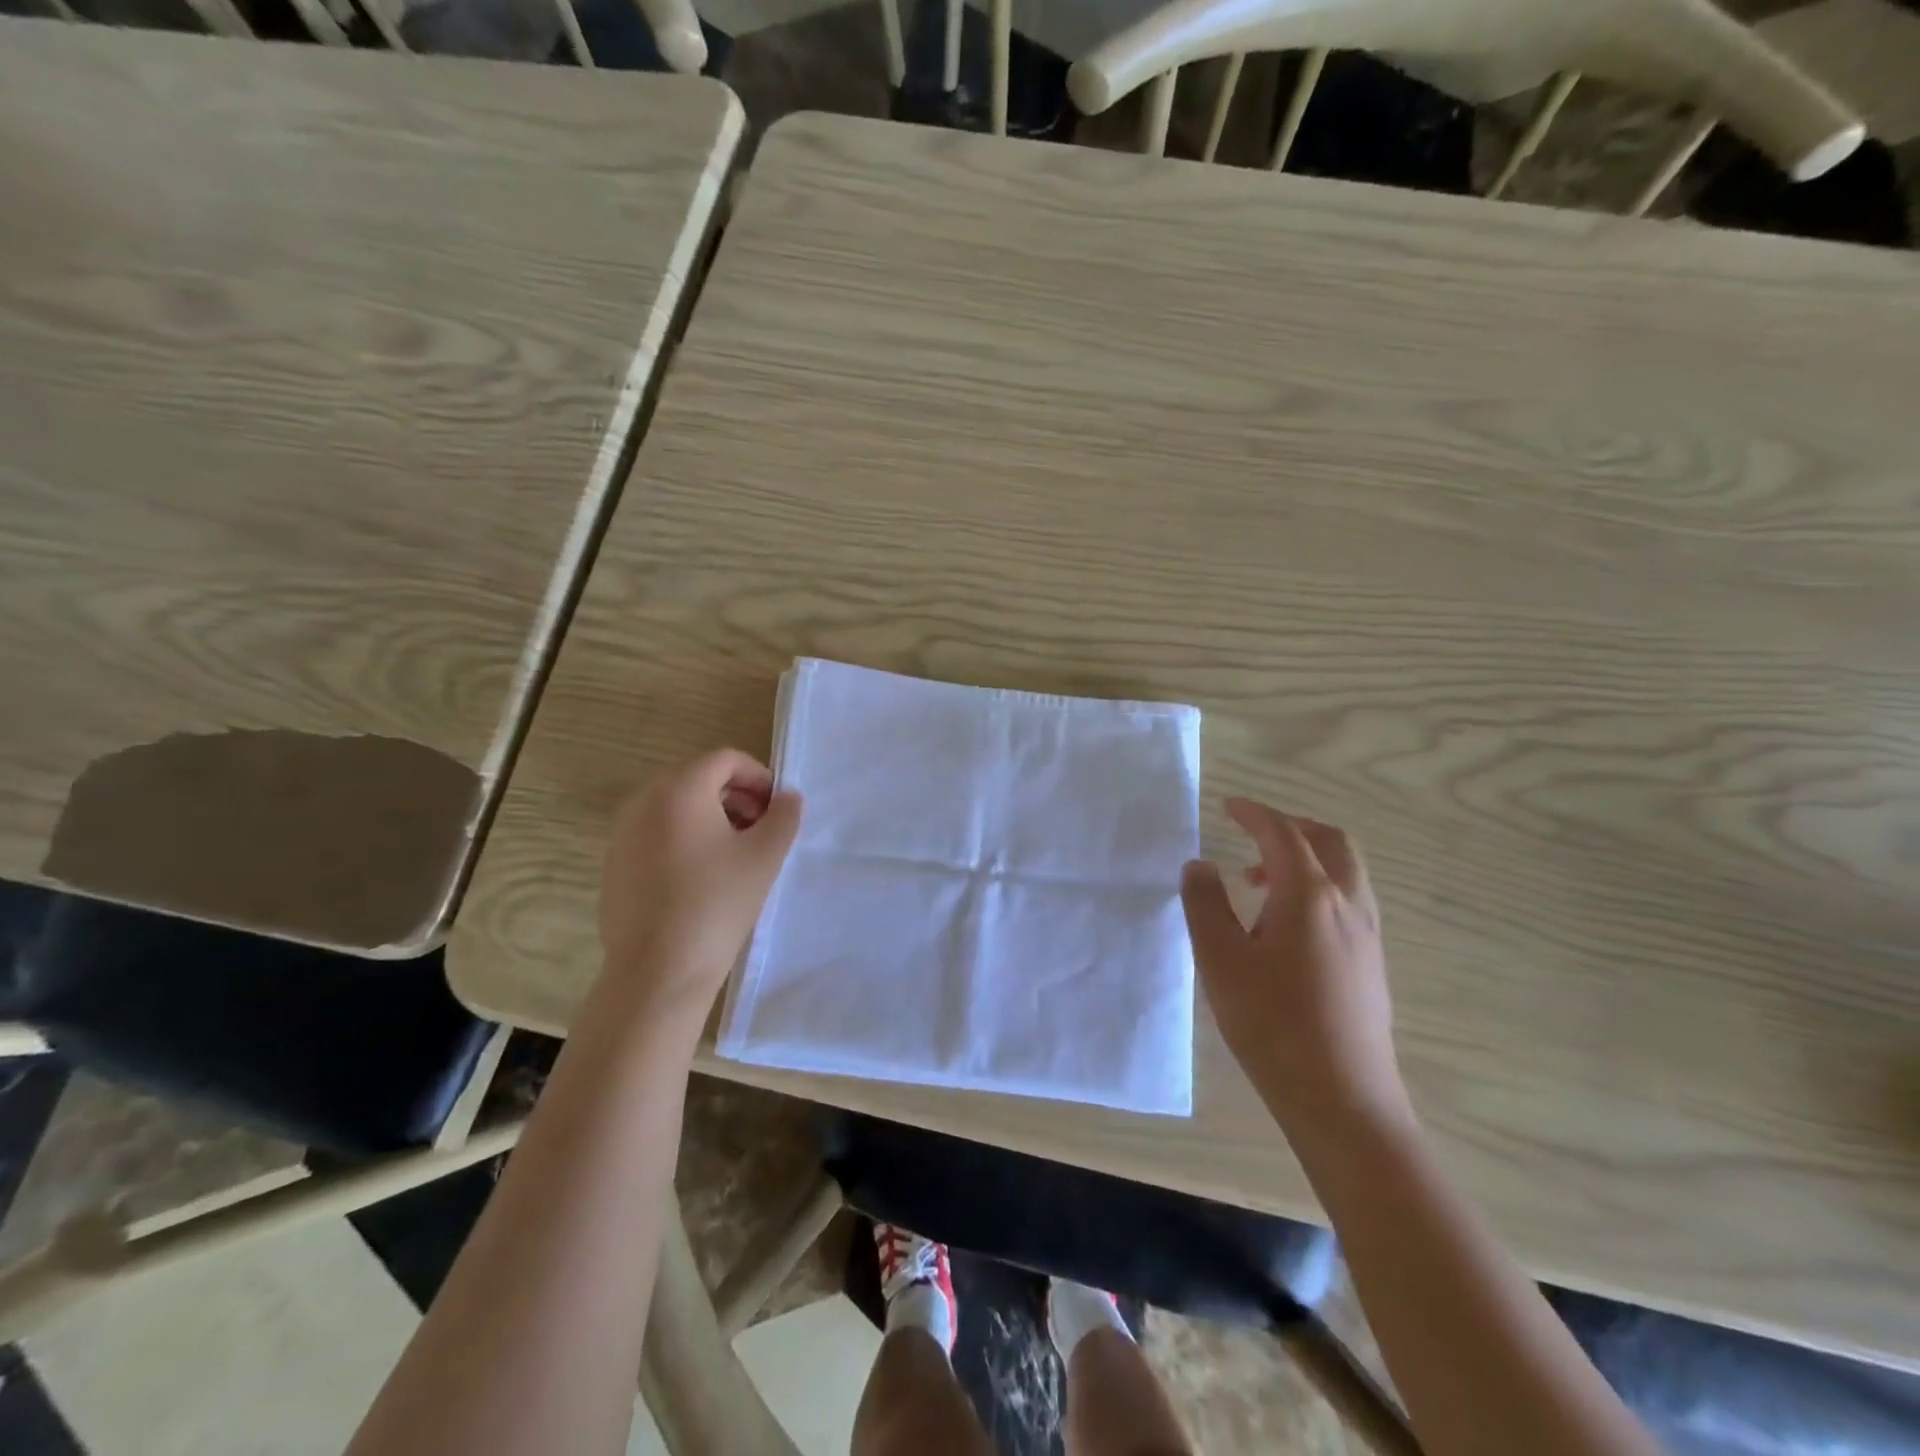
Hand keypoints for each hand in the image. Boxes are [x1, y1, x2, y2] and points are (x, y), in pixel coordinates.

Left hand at [598, 749, 802, 1021]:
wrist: (658, 970)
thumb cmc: (717, 903)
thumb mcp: (765, 856)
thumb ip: (785, 816)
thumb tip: (788, 798)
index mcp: (680, 789)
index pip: (725, 759)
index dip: (759, 776)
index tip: (777, 808)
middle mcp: (644, 801)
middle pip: (698, 779)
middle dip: (737, 797)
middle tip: (762, 830)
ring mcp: (623, 833)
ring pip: (676, 807)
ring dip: (712, 817)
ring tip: (737, 854)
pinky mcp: (615, 863)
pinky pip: (656, 833)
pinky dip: (685, 839)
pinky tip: (703, 878)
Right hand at [1181, 800, 1404, 1127]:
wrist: (1342, 1100)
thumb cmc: (1272, 1023)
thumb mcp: (1220, 960)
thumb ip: (1205, 904)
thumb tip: (1200, 865)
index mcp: (1310, 895)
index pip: (1283, 833)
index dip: (1254, 813)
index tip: (1228, 806)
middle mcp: (1348, 904)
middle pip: (1330, 841)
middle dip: (1291, 828)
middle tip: (1252, 837)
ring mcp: (1368, 936)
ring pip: (1345, 872)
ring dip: (1306, 860)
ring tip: (1260, 885)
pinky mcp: (1372, 965)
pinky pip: (1349, 901)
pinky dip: (1318, 888)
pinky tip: (1286, 928)